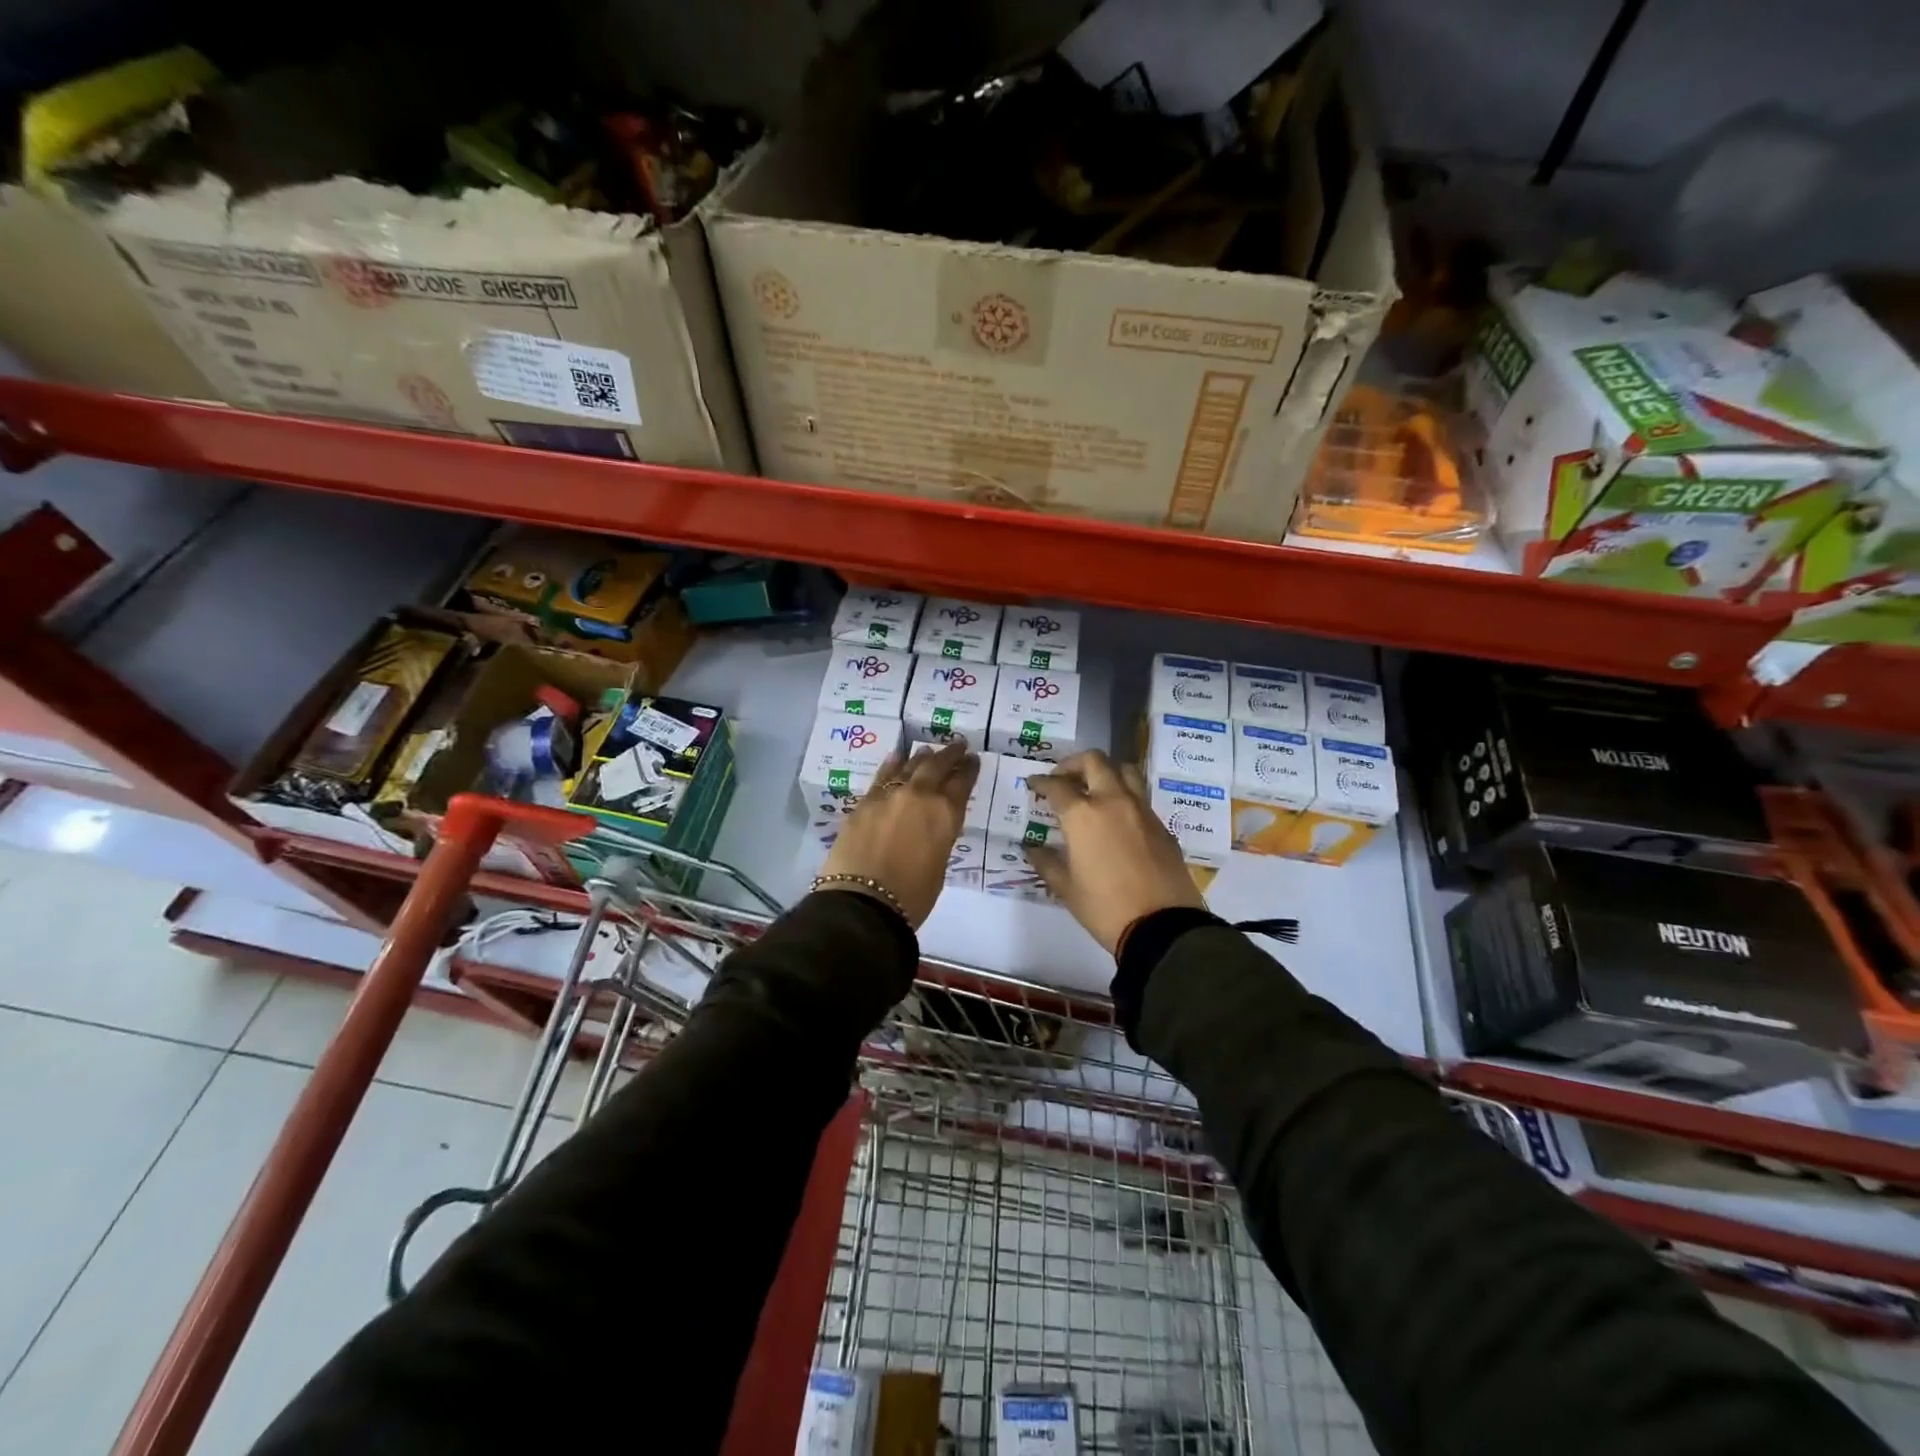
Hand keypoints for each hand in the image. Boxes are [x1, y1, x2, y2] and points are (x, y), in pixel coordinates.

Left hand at [819, 740, 980, 926]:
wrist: (863, 902)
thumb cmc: (912, 896)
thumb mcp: (939, 865)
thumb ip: (938, 837)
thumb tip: (931, 826)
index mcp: (945, 814)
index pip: (962, 783)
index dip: (969, 769)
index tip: (973, 759)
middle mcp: (920, 796)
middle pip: (937, 766)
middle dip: (949, 755)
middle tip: (957, 745)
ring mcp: (889, 796)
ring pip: (909, 767)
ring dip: (922, 758)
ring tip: (928, 751)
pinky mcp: (864, 802)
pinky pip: (882, 776)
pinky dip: (892, 765)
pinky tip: (896, 758)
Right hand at [1025, 750, 1204, 953]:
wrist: (1163, 926)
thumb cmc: (1105, 908)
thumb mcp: (1067, 889)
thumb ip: (1047, 862)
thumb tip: (1032, 849)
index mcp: (1083, 815)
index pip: (1057, 786)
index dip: (1041, 782)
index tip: (1033, 784)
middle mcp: (1113, 802)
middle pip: (1094, 762)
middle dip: (1073, 764)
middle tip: (1063, 779)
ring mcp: (1142, 810)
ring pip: (1124, 771)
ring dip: (1105, 772)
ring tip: (1094, 788)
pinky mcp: (1162, 825)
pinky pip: (1140, 797)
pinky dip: (1124, 796)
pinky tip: (1117, 818)